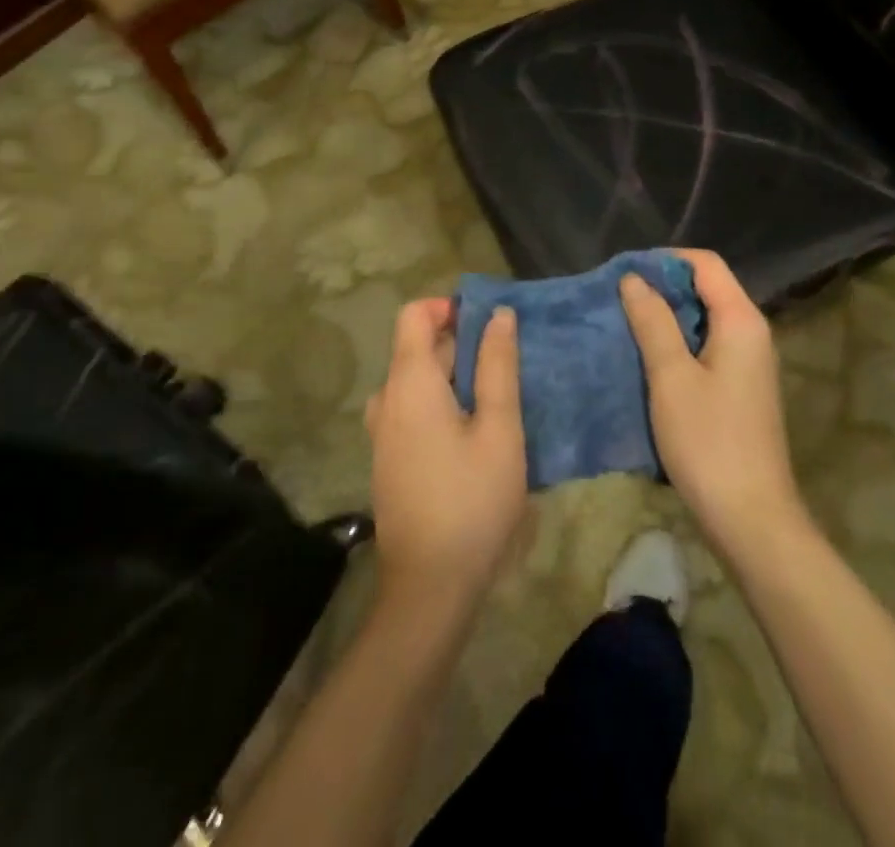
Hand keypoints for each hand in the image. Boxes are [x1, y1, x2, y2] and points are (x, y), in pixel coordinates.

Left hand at [364, 298, 526, 607]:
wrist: (429, 587)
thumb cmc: (472, 500)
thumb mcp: (499, 428)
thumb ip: (497, 366)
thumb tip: (498, 314)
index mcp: (409, 383)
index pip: (414, 315)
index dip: (450, 307)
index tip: (489, 323)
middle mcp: (387, 399)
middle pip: (418, 346)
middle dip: (462, 342)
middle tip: (510, 361)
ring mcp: (383, 431)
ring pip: (419, 380)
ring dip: (456, 375)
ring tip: (499, 395)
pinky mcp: (390, 458)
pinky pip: (414, 408)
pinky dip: (444, 401)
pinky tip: (478, 429)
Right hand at [621, 251, 806, 559]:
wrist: (751, 518)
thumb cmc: (709, 442)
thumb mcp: (671, 377)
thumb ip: (653, 322)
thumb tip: (633, 279)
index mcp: (742, 321)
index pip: (706, 264)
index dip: (666, 260)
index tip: (625, 271)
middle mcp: (752, 333)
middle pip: (708, 289)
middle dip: (663, 288)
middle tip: (619, 299)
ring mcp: (749, 363)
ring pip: (706, 320)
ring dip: (668, 318)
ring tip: (626, 325)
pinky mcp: (741, 389)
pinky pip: (708, 348)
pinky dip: (679, 344)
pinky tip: (649, 360)